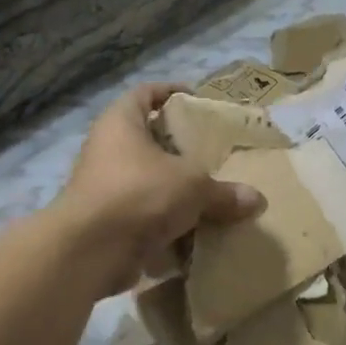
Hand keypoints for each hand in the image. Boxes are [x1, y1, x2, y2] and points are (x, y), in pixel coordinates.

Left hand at [57, 83, 265, 295]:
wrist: (88, 252)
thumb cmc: (139, 194)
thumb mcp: (192, 187)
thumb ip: (223, 192)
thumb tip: (257, 200)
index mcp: (121, 122)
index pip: (145, 93)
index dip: (171, 92)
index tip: (197, 101)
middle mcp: (106, 148)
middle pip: (146, 137)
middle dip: (177, 146)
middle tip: (209, 151)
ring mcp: (102, 185)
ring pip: (144, 177)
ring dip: (172, 185)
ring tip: (206, 191)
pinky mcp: (104, 220)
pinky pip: (140, 211)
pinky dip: (163, 218)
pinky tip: (192, 227)